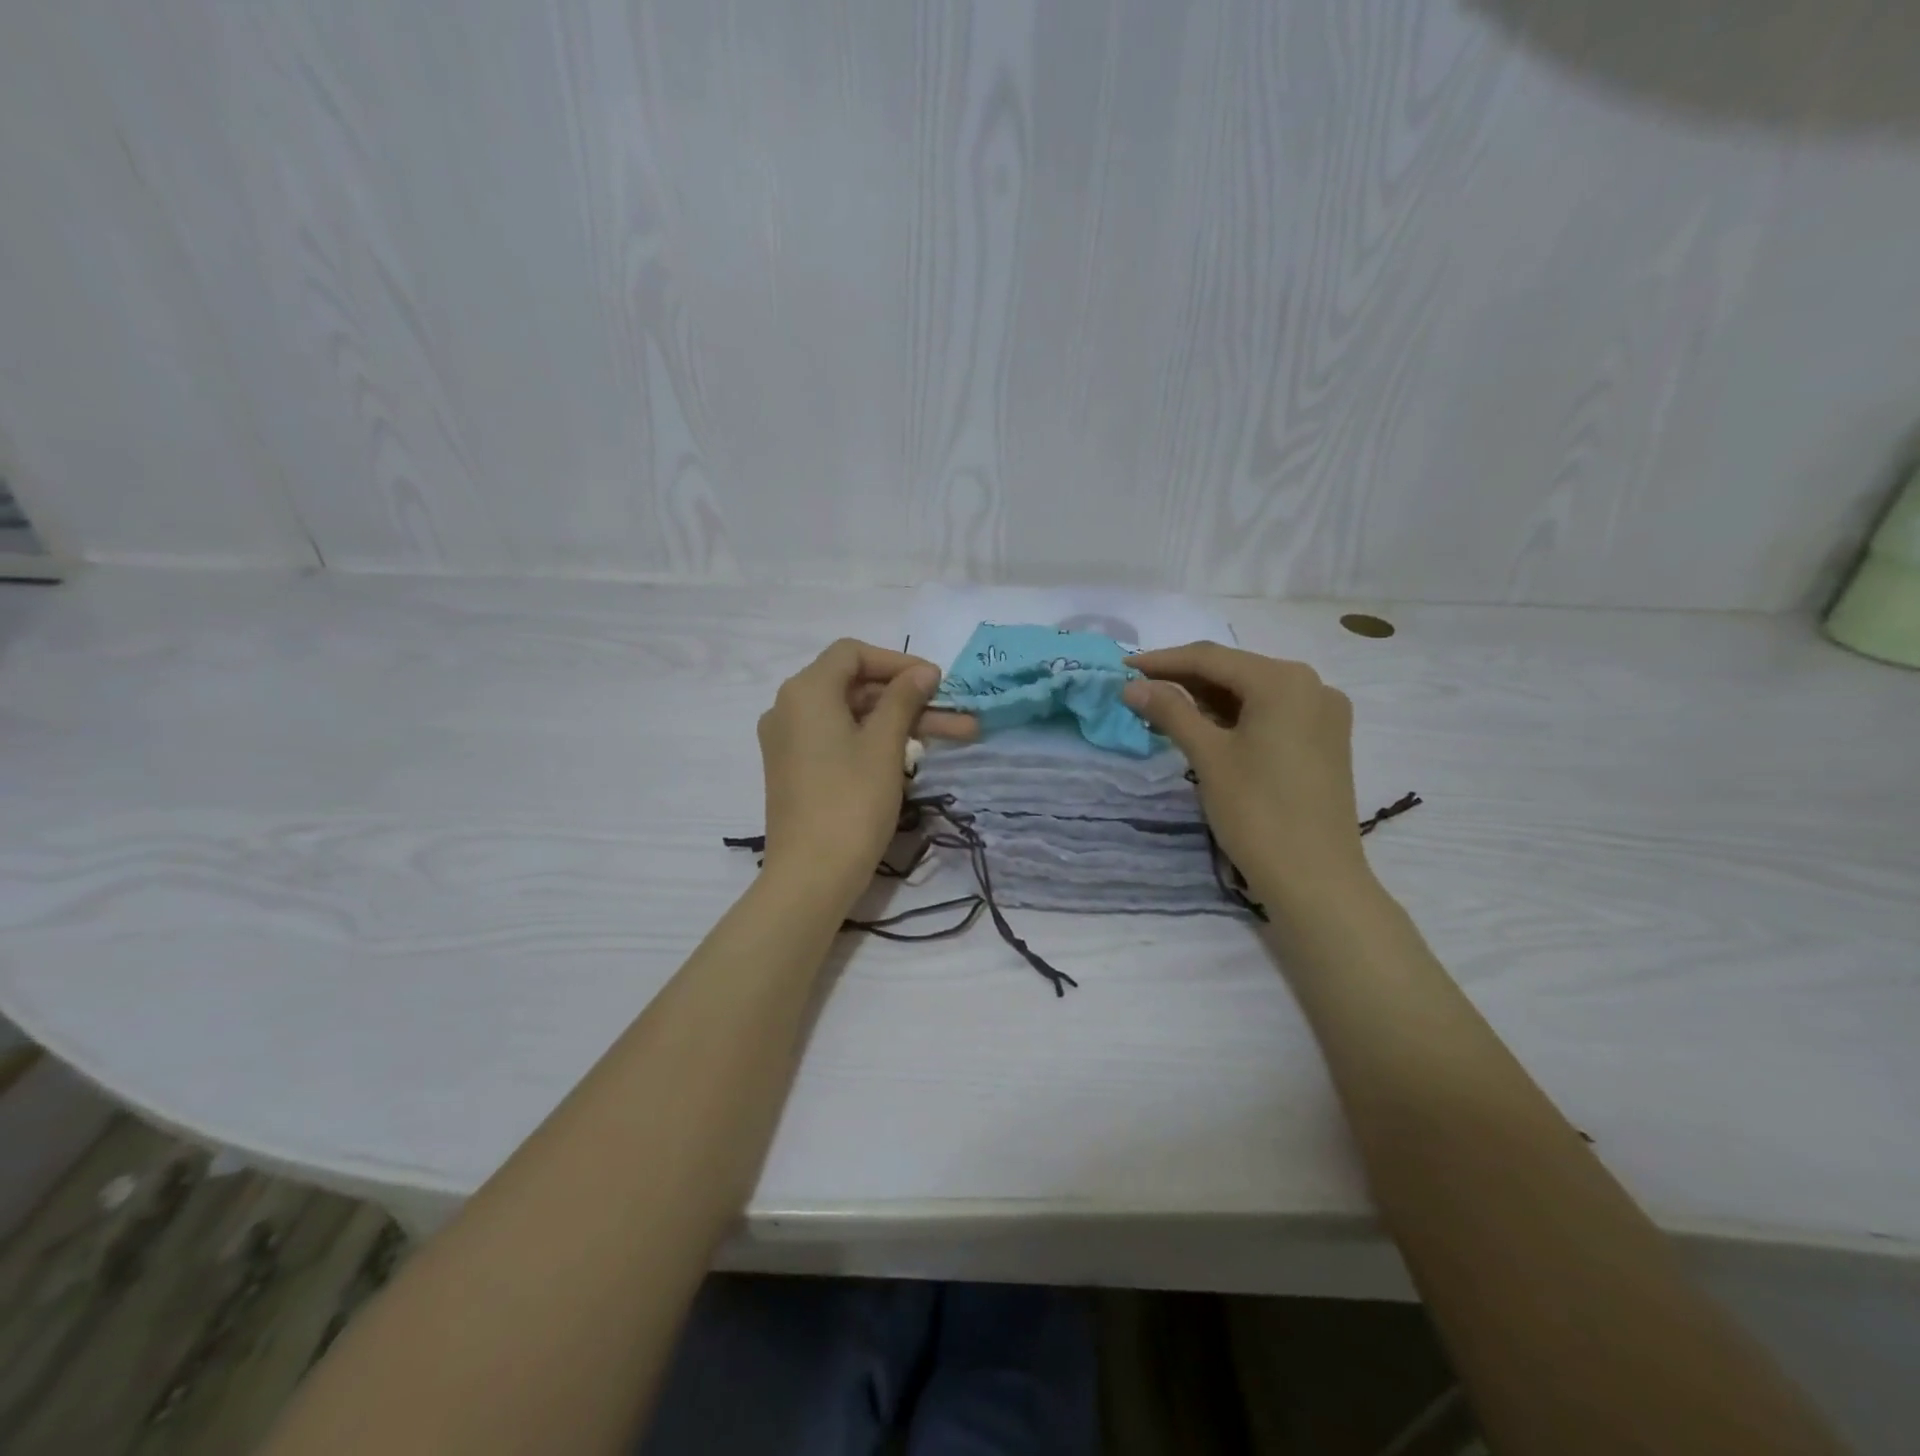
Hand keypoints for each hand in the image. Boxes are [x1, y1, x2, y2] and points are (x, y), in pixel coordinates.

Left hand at [757, 639, 943, 907]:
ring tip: (955, 738)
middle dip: (910, 699)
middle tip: (958, 717)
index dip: (898, 662)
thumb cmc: (851, 803)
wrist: (810, 877)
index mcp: (806, 691)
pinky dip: (874, 741)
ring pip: (853, 717)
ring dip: (900, 723)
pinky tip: (912, 756)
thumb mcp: (884, 746)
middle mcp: (789, 708)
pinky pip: (838, 740)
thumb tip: (923, 672)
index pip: (853, 653)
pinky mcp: (796, 769)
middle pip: (856, 686)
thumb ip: (903, 699)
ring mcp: (790, 741)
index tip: (936, 682)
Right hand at [1123, 643, 1368, 902]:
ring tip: (1161, 708)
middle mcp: (1311, 685)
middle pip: (1234, 671)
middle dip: (1184, 679)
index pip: (1211, 658)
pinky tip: (1204, 726)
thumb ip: (1170, 712)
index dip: (1162, 661)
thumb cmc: (1257, 812)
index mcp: (1284, 680)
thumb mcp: (1208, 757)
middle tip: (1138, 689)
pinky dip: (1235, 716)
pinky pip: (1270, 713)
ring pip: (1252, 693)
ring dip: (1207, 699)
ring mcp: (1323, 713)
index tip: (1122, 668)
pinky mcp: (1324, 740)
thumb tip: (1132, 686)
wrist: (1315, 879)